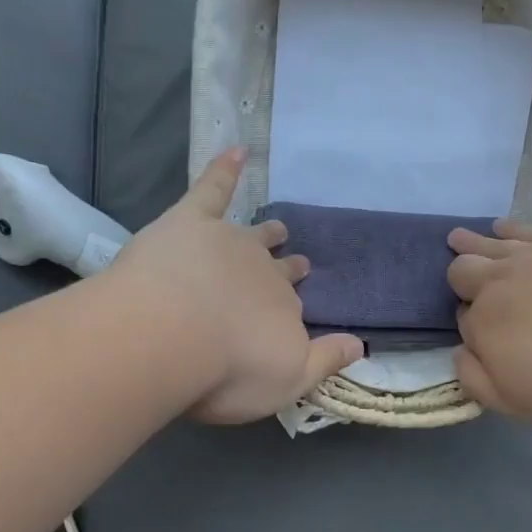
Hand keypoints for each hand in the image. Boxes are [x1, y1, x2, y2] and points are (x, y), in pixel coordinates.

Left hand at [109, 149, 360, 423]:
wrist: (169, 336)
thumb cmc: (227, 369)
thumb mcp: (288, 380)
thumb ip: (325, 361)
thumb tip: (362, 344)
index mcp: (283, 310)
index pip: (293, 308)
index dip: (292, 311)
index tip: (296, 311)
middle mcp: (263, 273)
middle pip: (278, 270)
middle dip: (288, 269)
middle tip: (299, 264)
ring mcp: (229, 242)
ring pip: (254, 234)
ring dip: (267, 231)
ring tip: (277, 227)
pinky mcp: (191, 221)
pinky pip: (213, 188)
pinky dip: (225, 169)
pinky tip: (236, 151)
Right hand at [447, 222, 531, 426]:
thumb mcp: (517, 401)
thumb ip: (477, 379)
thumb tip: (459, 353)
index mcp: (484, 322)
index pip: (464, 318)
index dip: (468, 322)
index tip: (478, 331)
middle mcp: (501, 281)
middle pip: (467, 270)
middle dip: (458, 271)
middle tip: (454, 268)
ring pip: (494, 243)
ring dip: (475, 242)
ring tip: (460, 237)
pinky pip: (531, 228)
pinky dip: (512, 228)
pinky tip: (506, 227)